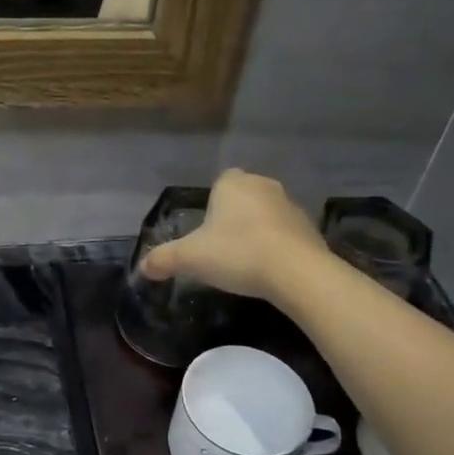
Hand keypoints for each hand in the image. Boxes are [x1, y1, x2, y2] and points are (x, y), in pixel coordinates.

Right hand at [140, 169, 327, 302]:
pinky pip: (286, 234)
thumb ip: (164, 259)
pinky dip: (278, 246)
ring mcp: (291, 206)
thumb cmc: (238, 253)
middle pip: (244, 197)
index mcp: (233, 184)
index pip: (220, 182)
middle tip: (222, 247)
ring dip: (258, 230)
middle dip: (234, 216)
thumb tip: (142, 266)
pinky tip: (270, 270)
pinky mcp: (311, 229)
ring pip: (267, 214)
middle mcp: (264, 186)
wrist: (297, 272)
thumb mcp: (191, 258)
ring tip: (246, 261)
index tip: (206, 229)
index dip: (212, 204)